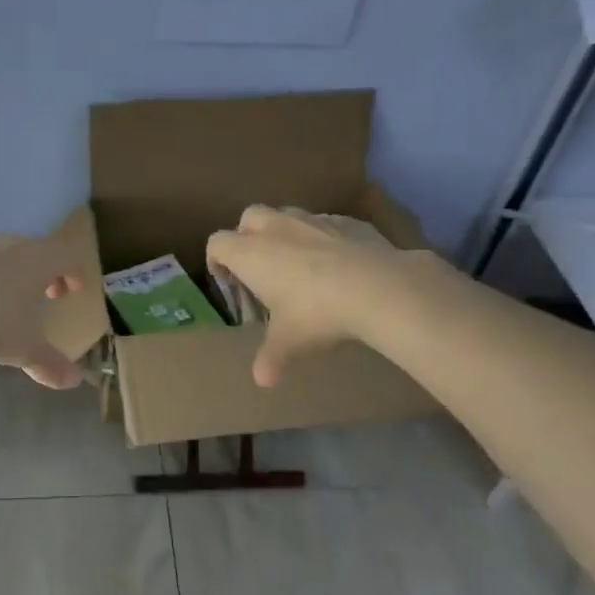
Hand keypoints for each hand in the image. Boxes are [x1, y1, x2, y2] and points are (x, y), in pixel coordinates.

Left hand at [0, 235, 84, 389]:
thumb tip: (74, 380)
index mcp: (37, 260)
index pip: (67, 256)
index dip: (76, 272)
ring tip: (10, 301)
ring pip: (7, 255)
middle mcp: (11, 245)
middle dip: (47, 273)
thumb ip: (49, 363)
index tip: (75, 290)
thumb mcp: (22, 347)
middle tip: (48, 295)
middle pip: (38, 252)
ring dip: (16, 274)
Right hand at [207, 206, 404, 386]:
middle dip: (248, 236)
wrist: (378, 287)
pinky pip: (326, 223)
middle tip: (259, 267)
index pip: (217, 243)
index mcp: (250, 253)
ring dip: (285, 233)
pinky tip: (337, 262)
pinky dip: (323, 237)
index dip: (216, 261)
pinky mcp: (347, 221)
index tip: (228, 282)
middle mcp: (276, 228)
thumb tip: (262, 380)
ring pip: (287, 215)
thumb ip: (270, 358)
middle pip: (249, 217)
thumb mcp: (289, 342)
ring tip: (299, 263)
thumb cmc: (317, 313)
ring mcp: (313, 220)